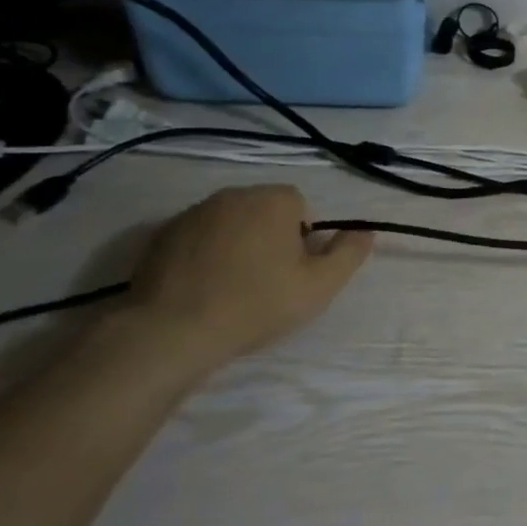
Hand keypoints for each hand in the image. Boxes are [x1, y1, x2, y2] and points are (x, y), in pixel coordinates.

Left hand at [121, 184, 373, 372]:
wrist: (171, 331)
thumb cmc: (256, 304)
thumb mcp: (319, 286)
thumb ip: (349, 254)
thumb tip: (365, 231)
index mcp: (273, 200)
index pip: (300, 206)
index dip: (302, 239)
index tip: (293, 271)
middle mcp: (233, 194)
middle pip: (264, 210)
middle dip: (269, 237)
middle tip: (266, 280)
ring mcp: (193, 212)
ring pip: (229, 222)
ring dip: (236, 243)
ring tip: (231, 286)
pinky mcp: (161, 234)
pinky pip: (196, 237)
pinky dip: (202, 254)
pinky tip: (200, 288)